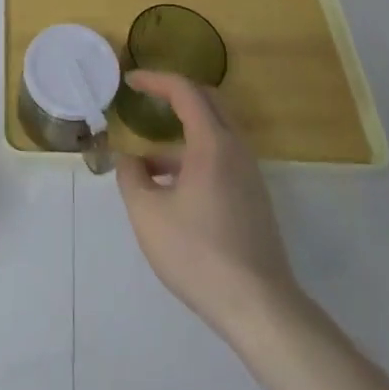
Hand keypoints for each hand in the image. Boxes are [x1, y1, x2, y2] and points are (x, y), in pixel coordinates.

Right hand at [115, 71, 298, 337]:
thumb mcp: (148, 215)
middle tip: (146, 99)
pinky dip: (194, 158)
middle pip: (207, 102)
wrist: (260, 308)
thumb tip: (128, 159)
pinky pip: (221, 159)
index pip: (185, 90)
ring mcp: (249, 175)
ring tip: (146, 164)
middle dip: (174, 95)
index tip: (130, 81)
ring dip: (181, 136)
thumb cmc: (198, 254)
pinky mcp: (253, 199)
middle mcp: (236, 149)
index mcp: (212, 143)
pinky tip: (171, 191)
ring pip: (214, 134)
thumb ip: (131, 178)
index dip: (155, 80)